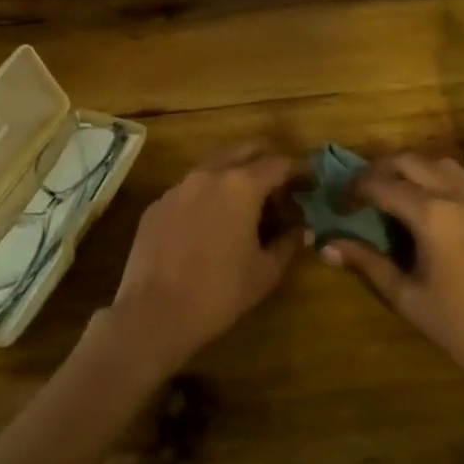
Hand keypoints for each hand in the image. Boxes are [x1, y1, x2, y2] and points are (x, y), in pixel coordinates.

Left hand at [105, 144, 298, 374]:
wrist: (153, 313)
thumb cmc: (219, 293)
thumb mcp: (265, 272)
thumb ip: (288, 243)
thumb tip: (302, 230)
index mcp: (240, 186)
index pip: (278, 163)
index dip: (299, 170)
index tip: (310, 183)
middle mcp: (208, 175)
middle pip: (245, 150)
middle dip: (267, 161)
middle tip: (281, 185)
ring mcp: (178, 187)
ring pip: (214, 166)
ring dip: (236, 175)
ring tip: (248, 204)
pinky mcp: (157, 204)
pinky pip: (190, 189)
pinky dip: (208, 196)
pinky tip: (211, 224)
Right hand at [319, 153, 463, 424]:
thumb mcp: (408, 298)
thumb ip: (368, 263)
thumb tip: (326, 245)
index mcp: (432, 215)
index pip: (380, 185)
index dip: (353, 190)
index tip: (337, 205)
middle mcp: (457, 197)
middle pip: (409, 162)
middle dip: (378, 171)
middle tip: (360, 193)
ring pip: (439, 164)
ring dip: (410, 170)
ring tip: (393, 194)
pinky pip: (461, 182)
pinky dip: (436, 182)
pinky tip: (428, 212)